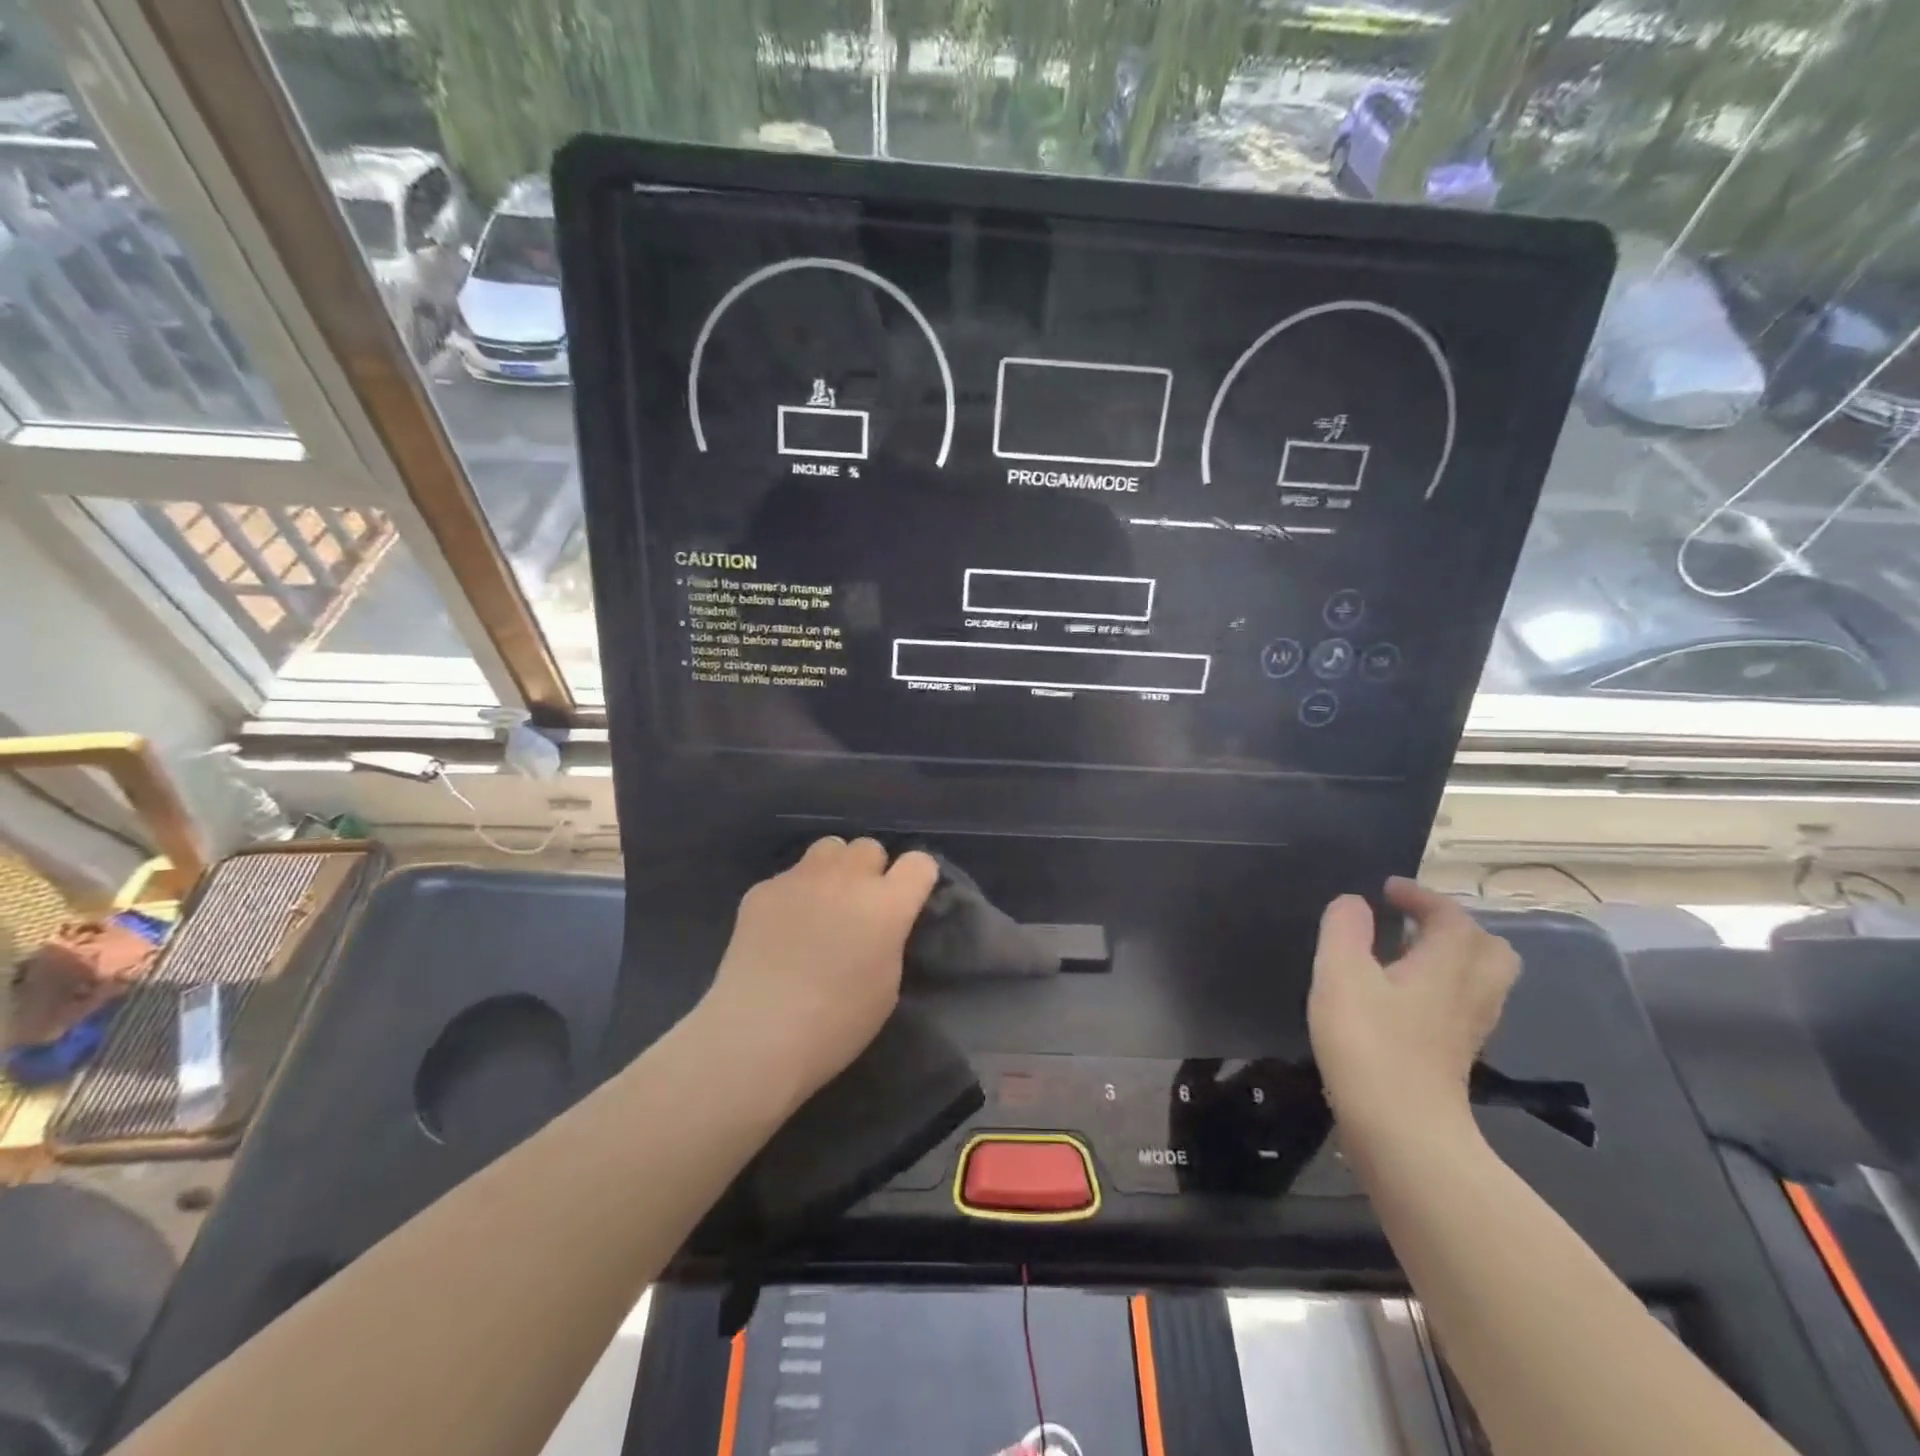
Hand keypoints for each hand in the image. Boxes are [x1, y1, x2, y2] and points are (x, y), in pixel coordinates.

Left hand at [700, 837, 939, 1108]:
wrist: (758, 1034)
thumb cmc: (836, 1024)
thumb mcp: (887, 985)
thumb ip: (889, 938)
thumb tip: (879, 924)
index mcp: (887, 905)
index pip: (919, 863)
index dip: (917, 879)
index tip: (909, 899)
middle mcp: (847, 878)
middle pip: (869, 847)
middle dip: (871, 871)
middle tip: (859, 906)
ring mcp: (801, 878)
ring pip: (829, 848)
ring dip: (834, 870)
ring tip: (822, 904)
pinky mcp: (763, 889)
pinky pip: (789, 876)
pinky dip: (794, 895)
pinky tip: (781, 930)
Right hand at [1308, 877, 1519, 1144]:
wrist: (1402, 1132)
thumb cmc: (1369, 1044)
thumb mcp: (1340, 974)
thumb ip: (1344, 929)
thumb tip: (1354, 903)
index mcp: (1446, 965)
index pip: (1451, 916)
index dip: (1421, 896)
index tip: (1386, 890)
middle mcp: (1470, 993)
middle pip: (1488, 950)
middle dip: (1454, 928)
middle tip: (1411, 924)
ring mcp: (1469, 1030)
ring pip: (1481, 981)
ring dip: (1451, 959)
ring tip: (1404, 957)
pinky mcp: (1457, 1058)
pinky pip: (1464, 1007)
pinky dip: (1442, 990)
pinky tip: (1403, 1000)